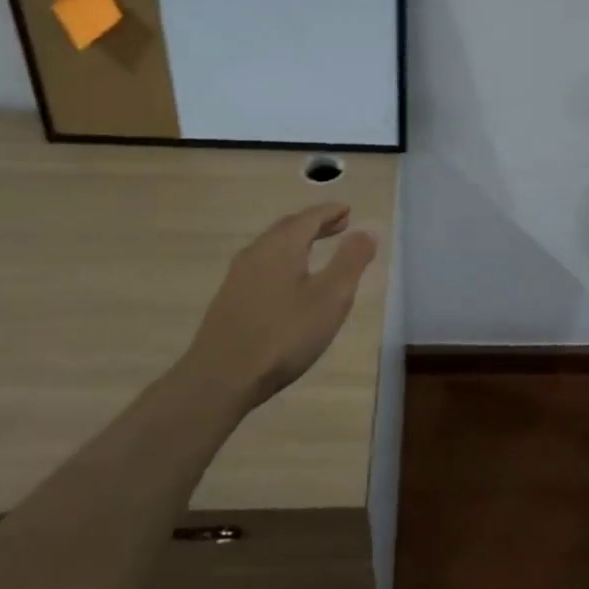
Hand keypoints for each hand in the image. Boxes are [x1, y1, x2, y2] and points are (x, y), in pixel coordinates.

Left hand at [181, 203, 378, 412]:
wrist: (221, 378)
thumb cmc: (284, 335)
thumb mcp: (330, 298)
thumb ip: (351, 261)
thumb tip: (367, 230)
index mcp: (281, 247)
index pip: (309, 217)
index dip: (330, 212)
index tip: (348, 210)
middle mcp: (257, 253)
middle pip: (288, 228)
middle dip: (315, 224)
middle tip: (339, 226)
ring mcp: (238, 277)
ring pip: (273, 247)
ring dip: (298, 242)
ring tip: (317, 250)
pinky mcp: (230, 299)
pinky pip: (263, 265)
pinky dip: (284, 260)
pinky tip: (289, 282)